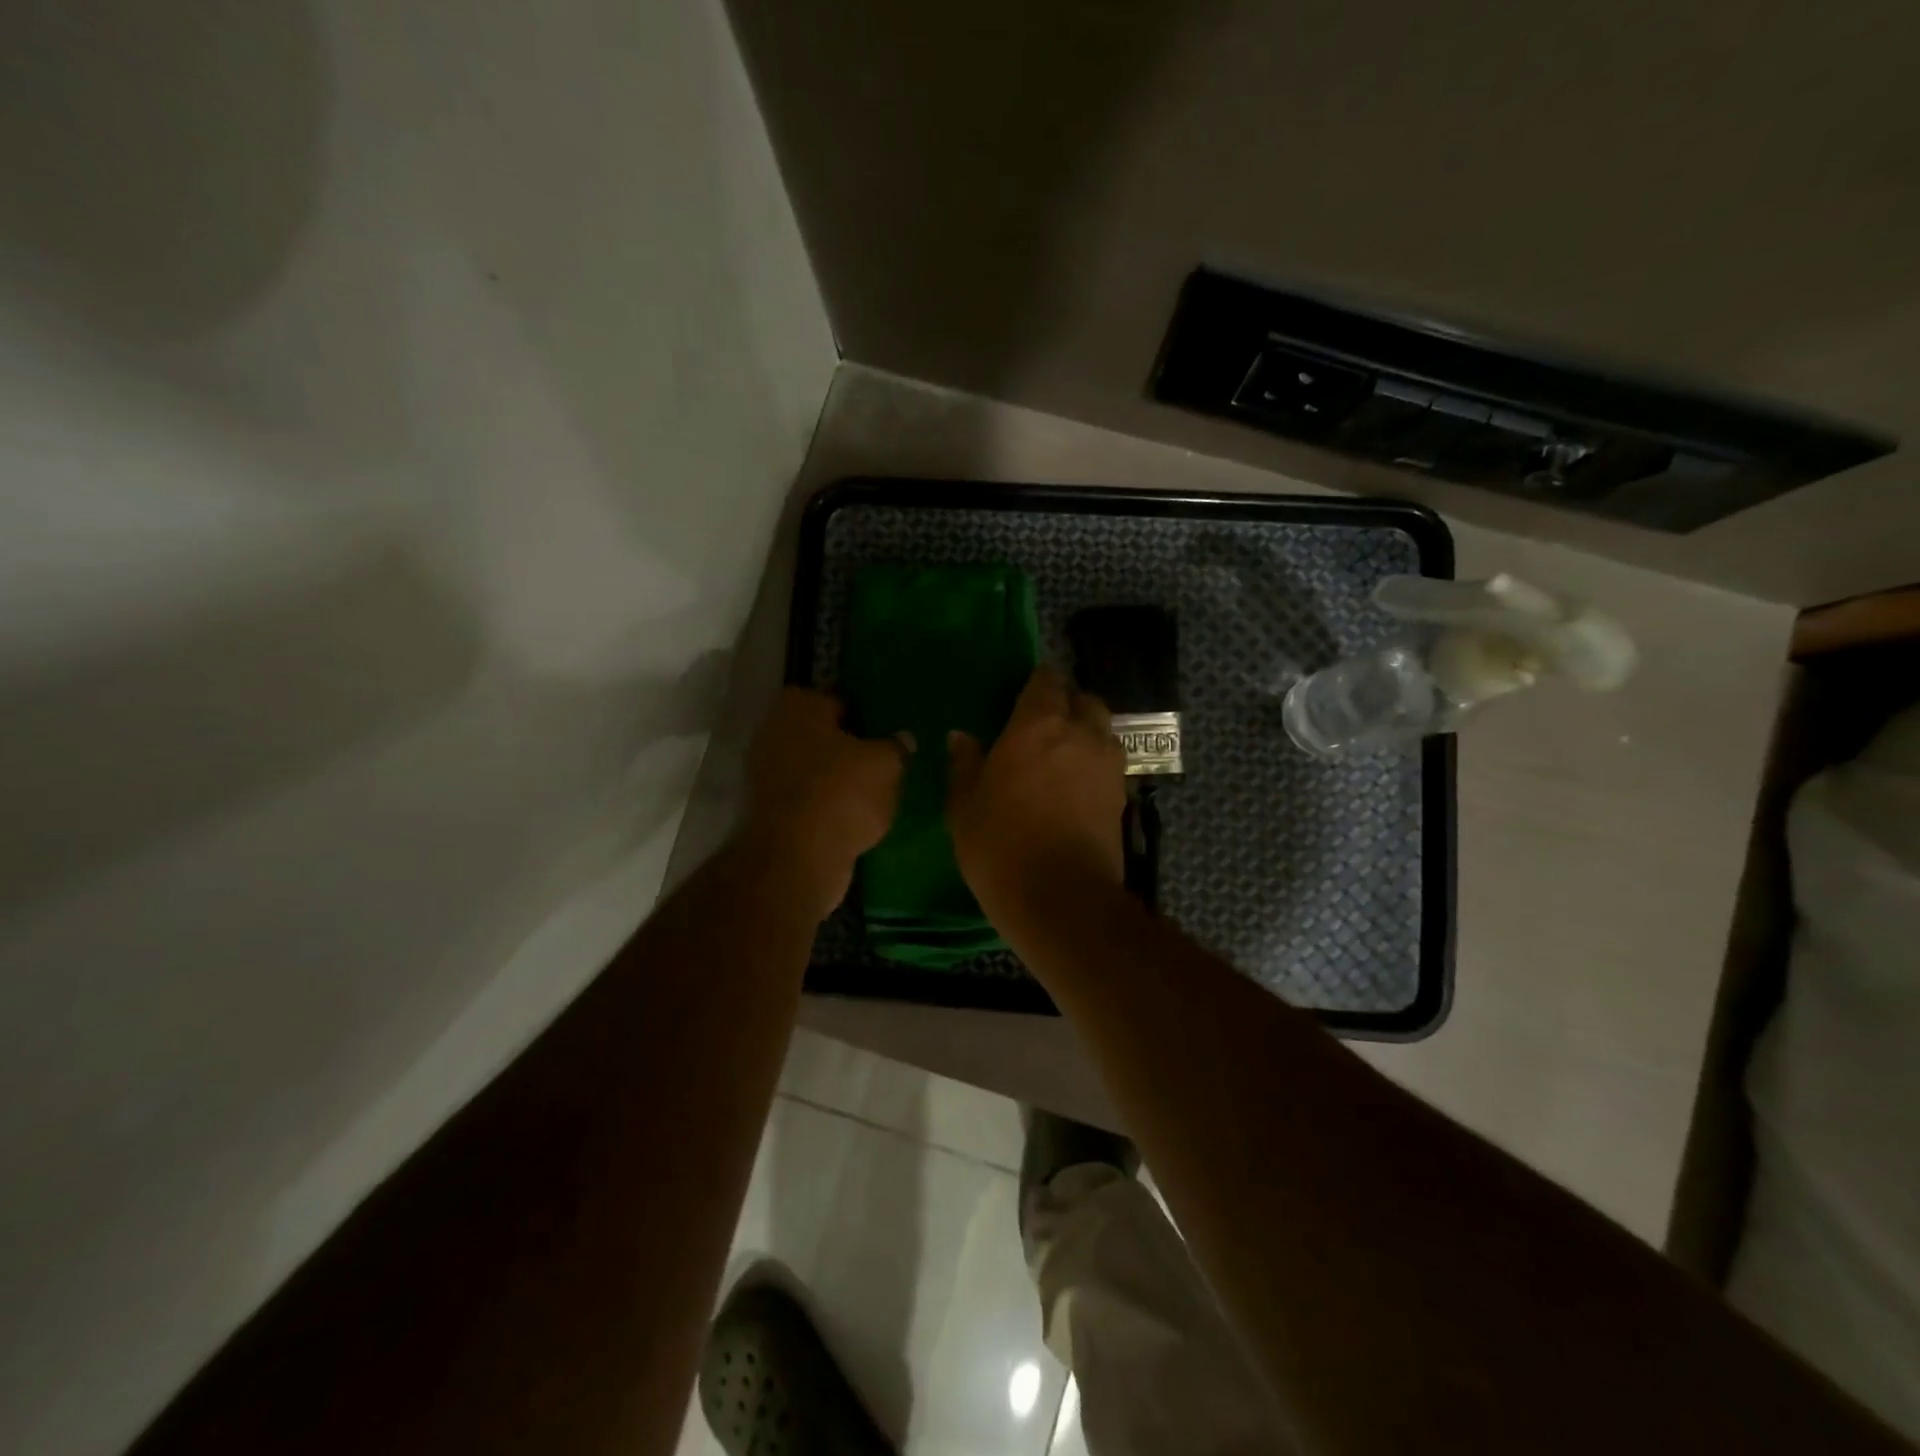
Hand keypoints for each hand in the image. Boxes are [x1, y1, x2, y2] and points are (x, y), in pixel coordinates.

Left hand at [744, 687, 905, 917]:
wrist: (798, 858)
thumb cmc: (843, 793)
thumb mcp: (887, 764)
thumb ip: (896, 746)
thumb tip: (903, 739)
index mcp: (799, 706)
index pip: (836, 699)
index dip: (863, 713)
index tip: (885, 731)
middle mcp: (774, 732)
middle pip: (821, 734)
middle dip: (848, 747)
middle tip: (883, 761)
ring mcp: (765, 774)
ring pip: (813, 768)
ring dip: (837, 779)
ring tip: (874, 792)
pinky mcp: (768, 811)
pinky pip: (807, 798)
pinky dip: (826, 805)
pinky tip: (854, 817)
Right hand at [946, 668, 1127, 913]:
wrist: (1061, 897)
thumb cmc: (1001, 844)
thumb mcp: (964, 804)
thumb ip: (964, 763)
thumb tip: (961, 736)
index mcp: (1039, 724)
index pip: (1046, 680)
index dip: (1035, 684)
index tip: (1020, 699)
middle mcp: (1081, 733)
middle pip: (1083, 700)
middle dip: (1066, 704)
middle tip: (1041, 726)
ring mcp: (1108, 765)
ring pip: (1102, 731)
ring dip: (1085, 734)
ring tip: (1061, 757)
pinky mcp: (1122, 796)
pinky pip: (1109, 764)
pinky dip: (1094, 765)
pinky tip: (1074, 788)